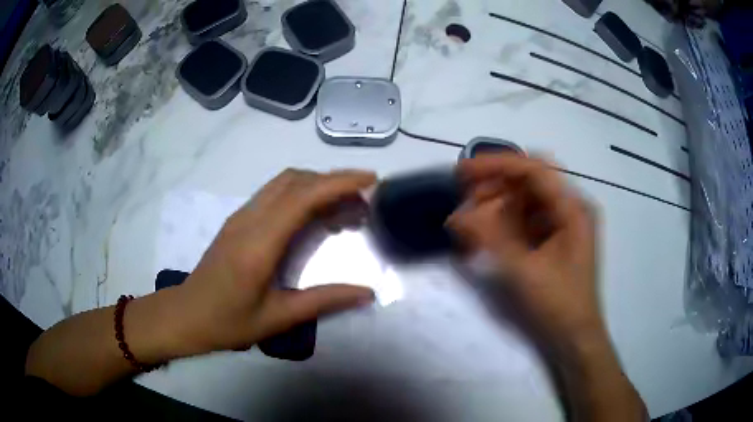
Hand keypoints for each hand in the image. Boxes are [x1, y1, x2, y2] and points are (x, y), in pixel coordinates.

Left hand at [177, 169, 377, 352]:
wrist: (186, 315)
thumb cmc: (229, 322)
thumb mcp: (278, 318)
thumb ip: (324, 301)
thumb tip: (367, 293)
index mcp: (259, 244)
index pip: (302, 197)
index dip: (339, 183)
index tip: (371, 181)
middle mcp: (249, 220)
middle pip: (295, 180)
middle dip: (334, 182)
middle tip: (364, 202)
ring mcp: (241, 216)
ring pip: (284, 182)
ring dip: (318, 185)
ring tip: (345, 208)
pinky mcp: (238, 220)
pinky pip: (274, 194)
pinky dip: (302, 194)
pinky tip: (314, 216)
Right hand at [448, 154, 602, 349]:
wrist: (574, 339)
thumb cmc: (557, 305)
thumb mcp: (522, 271)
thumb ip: (489, 240)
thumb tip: (456, 216)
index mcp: (573, 208)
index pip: (534, 170)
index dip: (496, 165)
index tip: (462, 172)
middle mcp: (570, 209)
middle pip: (528, 183)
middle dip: (494, 188)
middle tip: (464, 201)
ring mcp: (563, 225)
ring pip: (525, 201)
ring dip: (496, 207)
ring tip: (470, 222)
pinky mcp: (554, 240)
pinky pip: (525, 221)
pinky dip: (504, 224)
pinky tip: (485, 236)